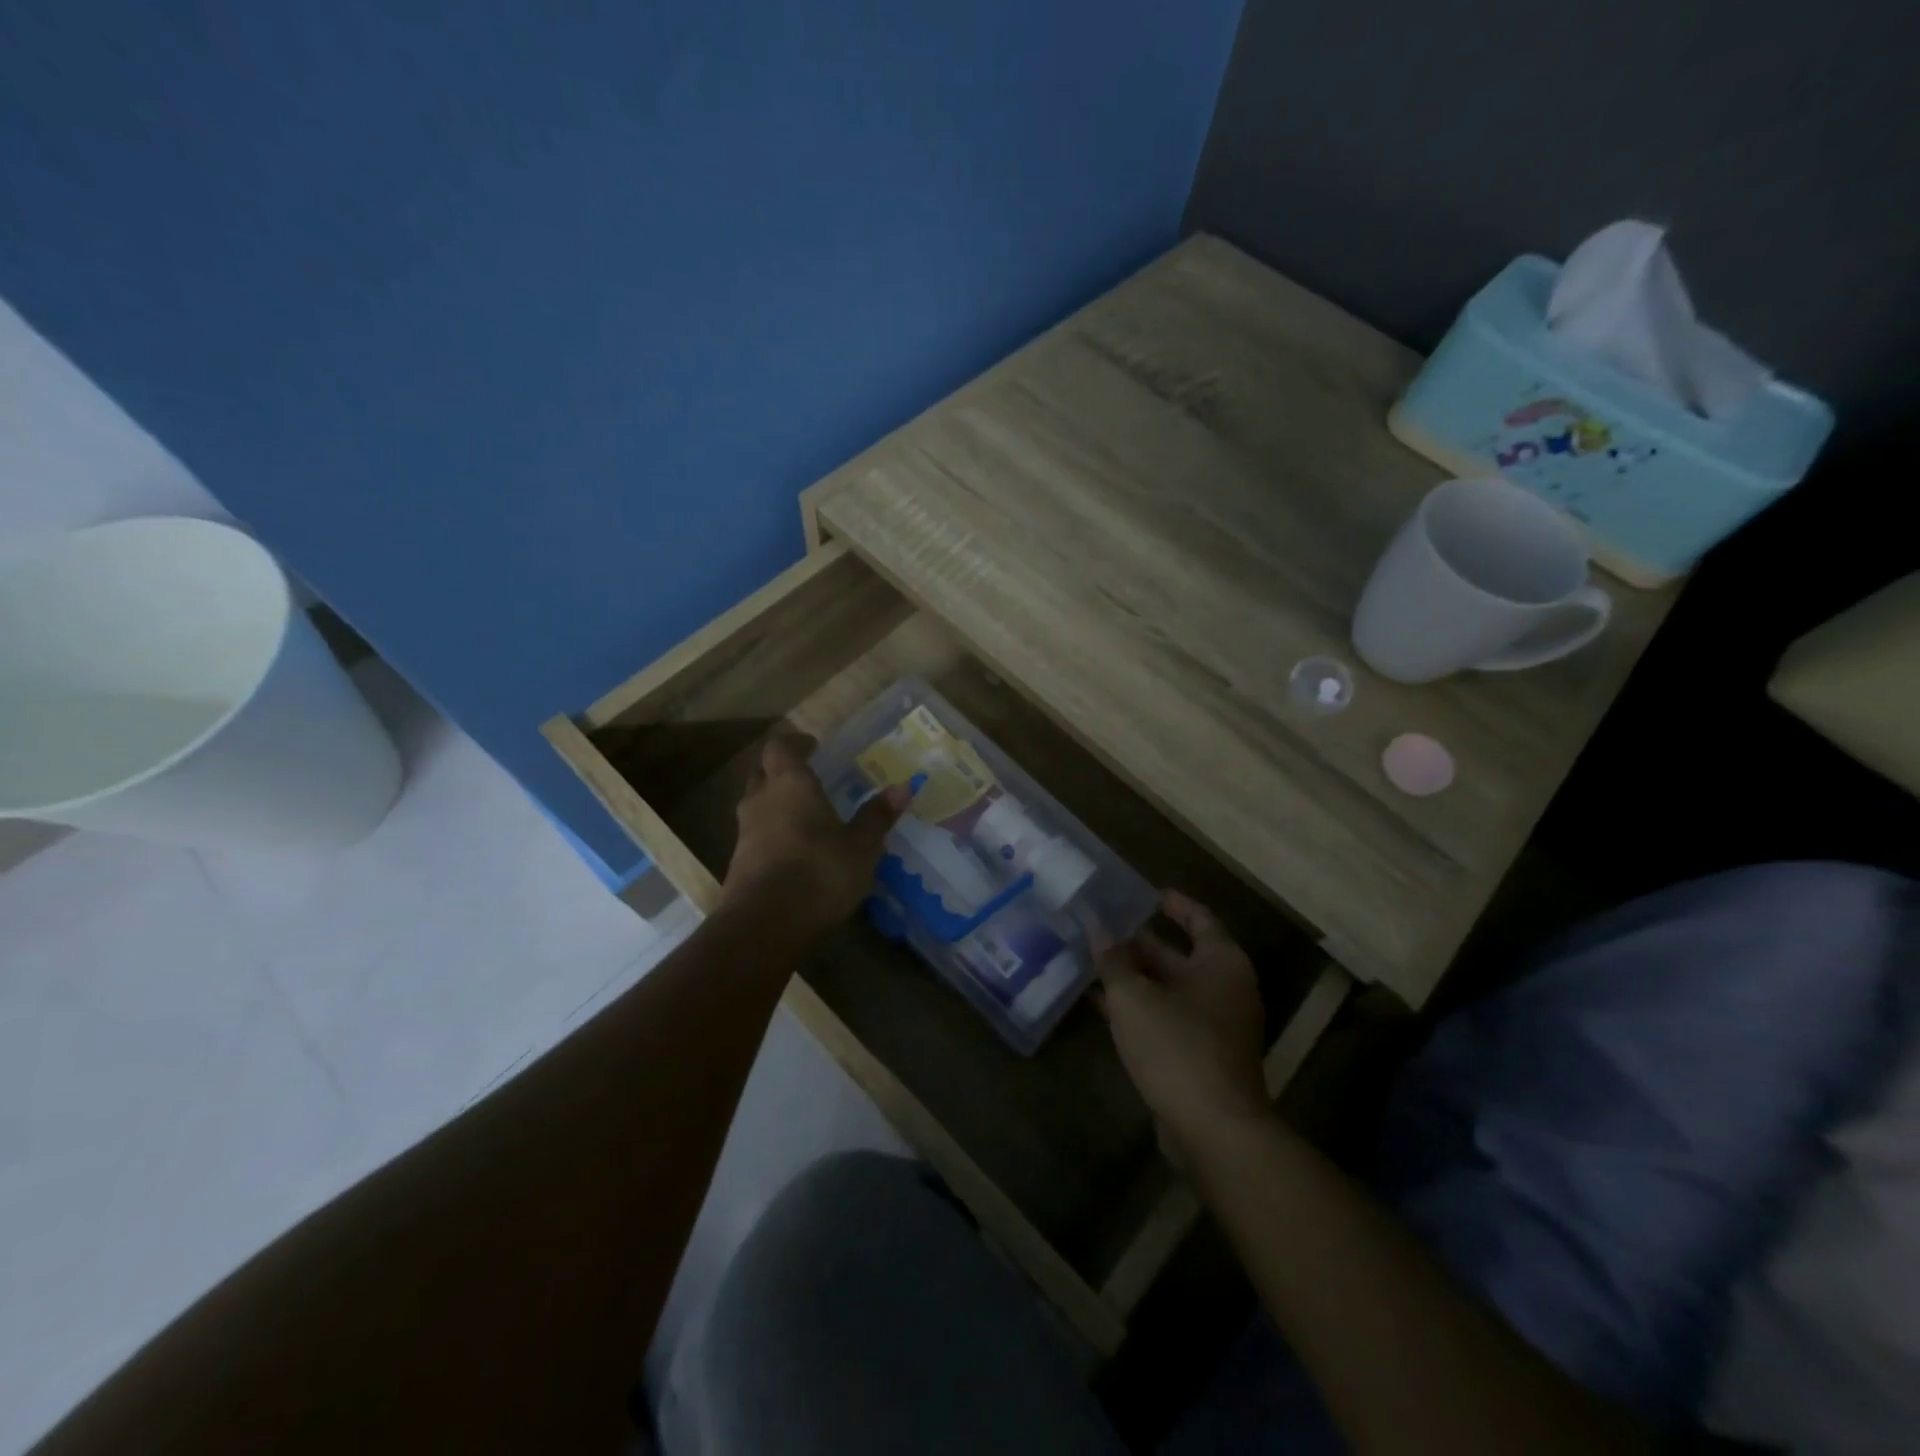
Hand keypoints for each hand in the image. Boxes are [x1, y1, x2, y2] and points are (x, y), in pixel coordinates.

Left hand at [721, 732, 908, 938]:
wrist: (764, 925)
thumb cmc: (819, 872)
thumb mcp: (861, 846)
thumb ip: (878, 815)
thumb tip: (904, 785)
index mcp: (790, 784)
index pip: (781, 746)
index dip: (796, 743)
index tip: (814, 747)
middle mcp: (761, 800)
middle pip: (763, 773)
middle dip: (782, 772)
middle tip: (810, 779)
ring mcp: (745, 832)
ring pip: (757, 805)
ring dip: (776, 805)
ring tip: (806, 817)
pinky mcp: (739, 863)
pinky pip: (756, 835)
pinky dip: (772, 834)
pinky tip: (795, 851)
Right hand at [1097, 892, 1268, 1158]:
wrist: (1213, 1130)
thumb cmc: (1177, 1046)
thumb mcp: (1134, 996)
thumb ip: (1113, 960)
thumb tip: (1096, 928)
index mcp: (1221, 963)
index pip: (1200, 919)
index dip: (1174, 904)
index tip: (1147, 893)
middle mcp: (1224, 989)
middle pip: (1180, 955)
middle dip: (1141, 943)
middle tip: (1103, 926)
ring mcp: (1214, 1026)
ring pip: (1168, 989)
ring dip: (1133, 977)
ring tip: (1092, 959)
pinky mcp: (1200, 1057)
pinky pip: (1165, 1019)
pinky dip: (1137, 1009)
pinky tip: (1100, 1004)